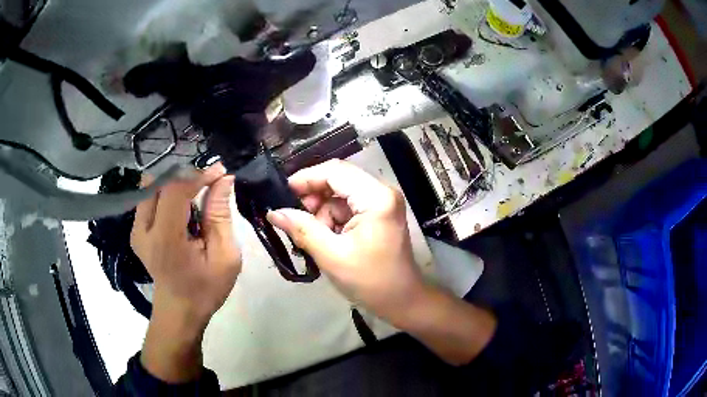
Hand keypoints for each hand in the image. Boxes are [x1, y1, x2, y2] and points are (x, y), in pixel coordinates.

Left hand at [131, 163, 239, 381]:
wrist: (179, 310)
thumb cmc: (206, 289)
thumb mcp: (225, 257)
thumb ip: (221, 215)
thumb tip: (224, 179)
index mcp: (166, 240)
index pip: (176, 190)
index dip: (198, 175)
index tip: (220, 172)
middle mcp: (143, 229)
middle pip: (161, 183)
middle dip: (186, 176)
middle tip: (208, 182)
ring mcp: (135, 229)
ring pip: (152, 186)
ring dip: (174, 183)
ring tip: (194, 192)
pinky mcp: (135, 230)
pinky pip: (148, 197)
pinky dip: (165, 193)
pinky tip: (181, 205)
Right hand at [266, 159, 425, 326]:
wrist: (400, 300)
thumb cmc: (370, 281)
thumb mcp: (331, 255)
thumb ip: (302, 229)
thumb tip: (273, 212)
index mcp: (376, 198)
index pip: (335, 171)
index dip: (306, 178)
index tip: (281, 193)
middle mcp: (382, 192)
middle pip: (338, 180)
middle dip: (313, 197)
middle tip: (293, 218)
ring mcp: (381, 202)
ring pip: (339, 194)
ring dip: (321, 211)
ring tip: (312, 236)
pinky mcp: (378, 213)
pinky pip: (346, 206)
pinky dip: (331, 219)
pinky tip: (324, 237)